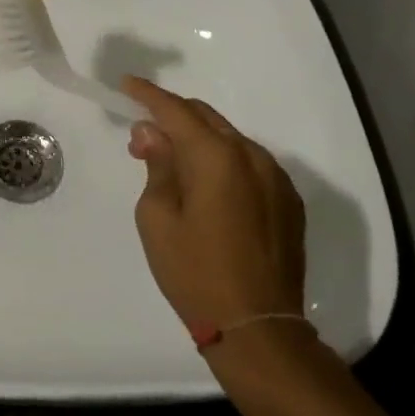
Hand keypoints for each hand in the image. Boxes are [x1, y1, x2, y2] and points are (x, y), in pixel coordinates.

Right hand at [122, 76, 305, 331]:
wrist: (259, 330)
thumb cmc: (195, 273)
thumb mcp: (157, 218)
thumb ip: (157, 165)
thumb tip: (153, 133)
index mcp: (216, 156)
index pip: (175, 110)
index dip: (147, 95)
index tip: (126, 85)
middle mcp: (251, 156)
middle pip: (205, 118)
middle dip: (171, 118)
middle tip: (142, 139)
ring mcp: (275, 178)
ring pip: (229, 139)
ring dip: (198, 141)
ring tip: (173, 167)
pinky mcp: (289, 202)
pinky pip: (249, 164)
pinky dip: (223, 162)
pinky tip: (207, 188)